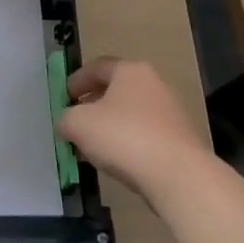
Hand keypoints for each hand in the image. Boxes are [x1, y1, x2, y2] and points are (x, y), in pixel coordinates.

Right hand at [57, 57, 217, 204]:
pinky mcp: (181, 139)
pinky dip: (128, 142)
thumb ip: (65, 119)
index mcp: (130, 71)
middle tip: (76, 122)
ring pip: (131, 114)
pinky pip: (145, 134)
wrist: (178, 175)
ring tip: (93, 147)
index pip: (97, 67)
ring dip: (110, 126)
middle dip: (92, 105)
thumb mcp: (78, 124)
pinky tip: (117, 160)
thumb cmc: (123, 137)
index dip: (75, 81)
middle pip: (115, 90)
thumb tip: (67, 124)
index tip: (63, 98)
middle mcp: (154, 84)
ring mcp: (171, 112)